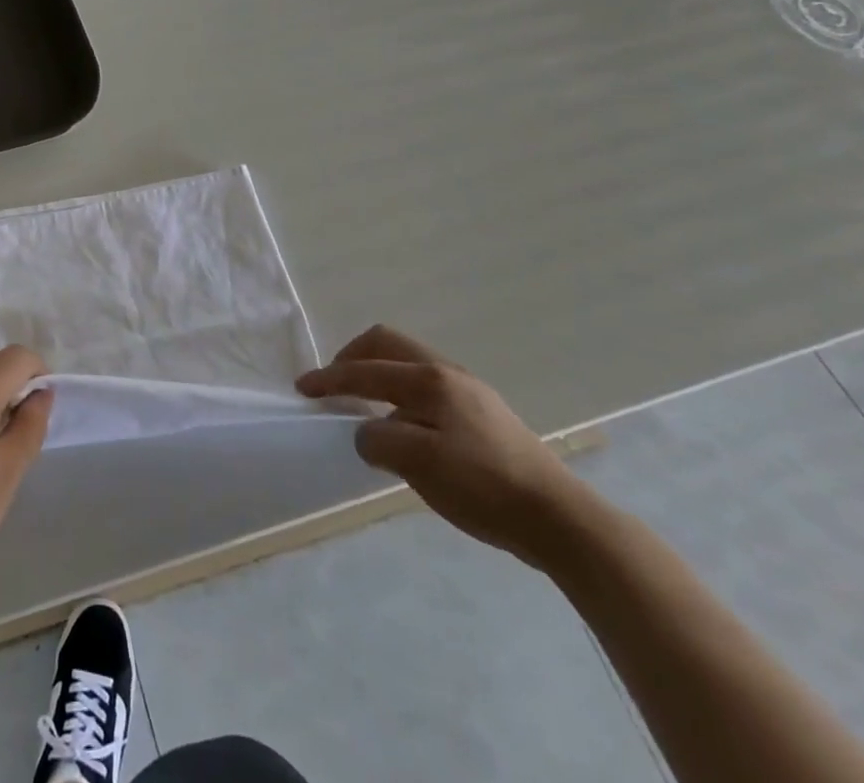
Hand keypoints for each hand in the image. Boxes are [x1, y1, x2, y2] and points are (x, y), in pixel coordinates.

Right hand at [297, 326, 589, 566]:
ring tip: (364, 406)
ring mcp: (470, 391)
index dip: (330, 378)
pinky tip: (404, 426)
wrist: (561, 520)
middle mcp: (448, 372)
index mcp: (430, 379)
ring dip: (378, 374)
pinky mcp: (484, 414)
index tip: (302, 389)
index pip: (366, 369)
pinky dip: (400, 394)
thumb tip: (365, 433)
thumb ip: (379, 440)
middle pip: (387, 344)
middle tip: (333, 384)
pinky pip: (426, 387)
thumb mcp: (421, 464)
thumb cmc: (485, 487)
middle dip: (353, 358)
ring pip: (408, 363)